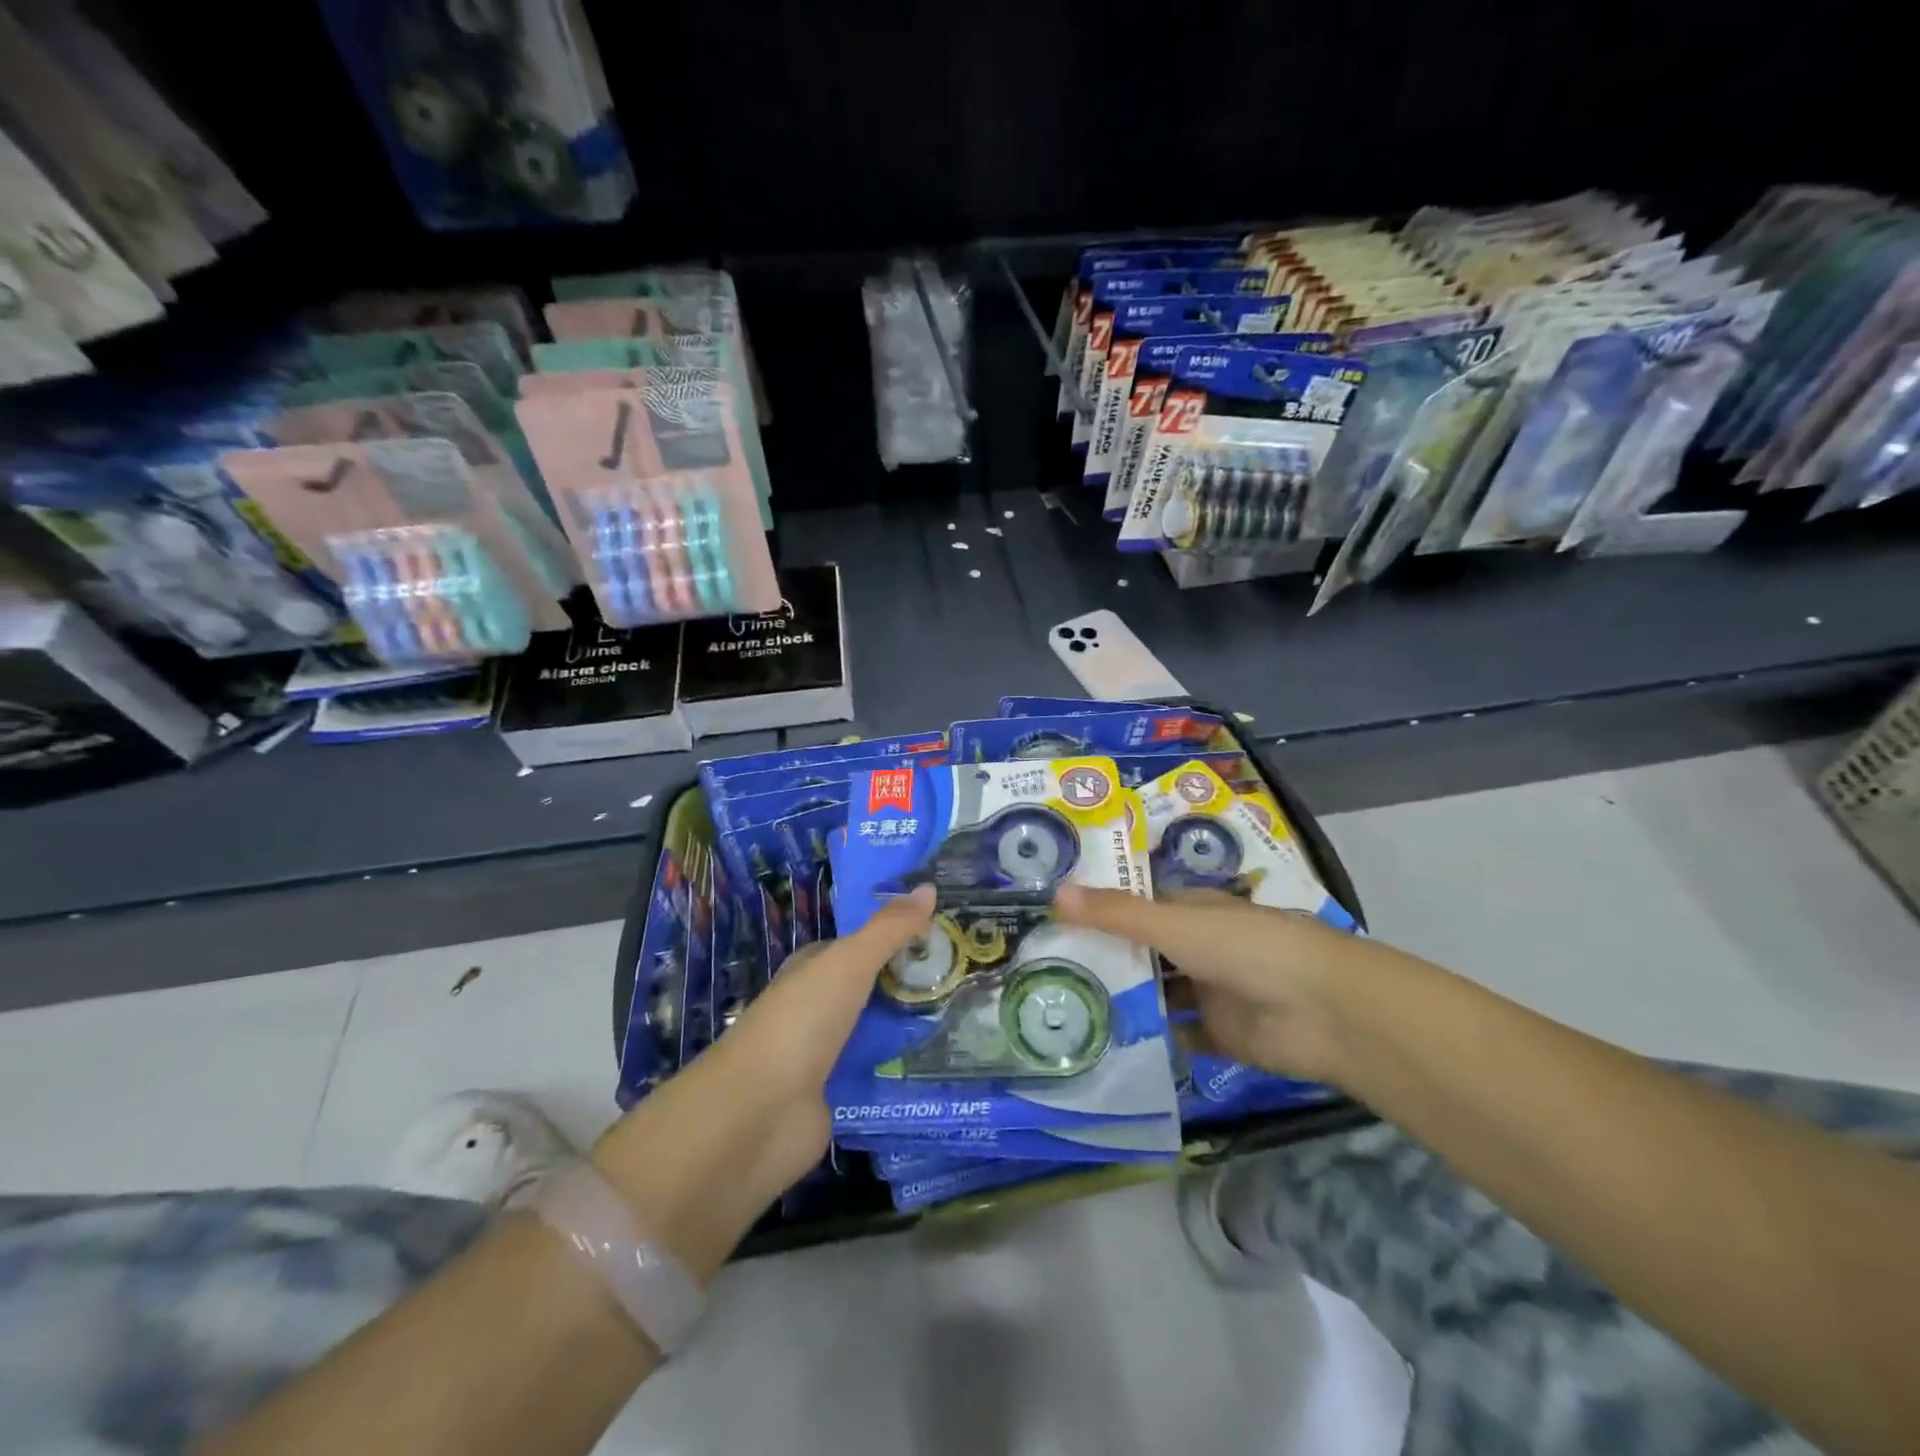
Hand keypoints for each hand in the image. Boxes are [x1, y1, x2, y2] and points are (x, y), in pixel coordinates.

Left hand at [586, 886, 933, 1281]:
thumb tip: (929, 887)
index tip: (947, 932)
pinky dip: (904, 1071)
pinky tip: (945, 1066)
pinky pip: (878, 1075)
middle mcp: (818, 1008)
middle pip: (873, 989)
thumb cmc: (802, 1022)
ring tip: (973, 1019)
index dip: (899, 936)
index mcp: (814, 970)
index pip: (861, 945)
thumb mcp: (849, 962)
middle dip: (914, 983)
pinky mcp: (836, 1098)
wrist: (757, 1116)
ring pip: (878, 1032)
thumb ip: (889, 929)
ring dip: (913, 1028)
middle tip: (972, 976)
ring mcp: (825, 1055)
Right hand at [1053, 882, 1371, 1083]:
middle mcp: (1199, 947)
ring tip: (1064, 1008)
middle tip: (1046, 970)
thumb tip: (1055, 894)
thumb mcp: (1174, 926)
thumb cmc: (1246, 948)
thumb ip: (1117, 914)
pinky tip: (1106, 1044)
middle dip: (1106, 959)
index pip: (1139, 907)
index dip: (1102, 911)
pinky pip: (1176, 1035)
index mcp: (1192, 911)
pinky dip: (1151, 1039)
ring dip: (1125, 1000)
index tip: (1053, 922)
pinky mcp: (1219, 1034)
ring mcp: (1210, 991)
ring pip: (1158, 994)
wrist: (1321, 1011)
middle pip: (1144, 952)